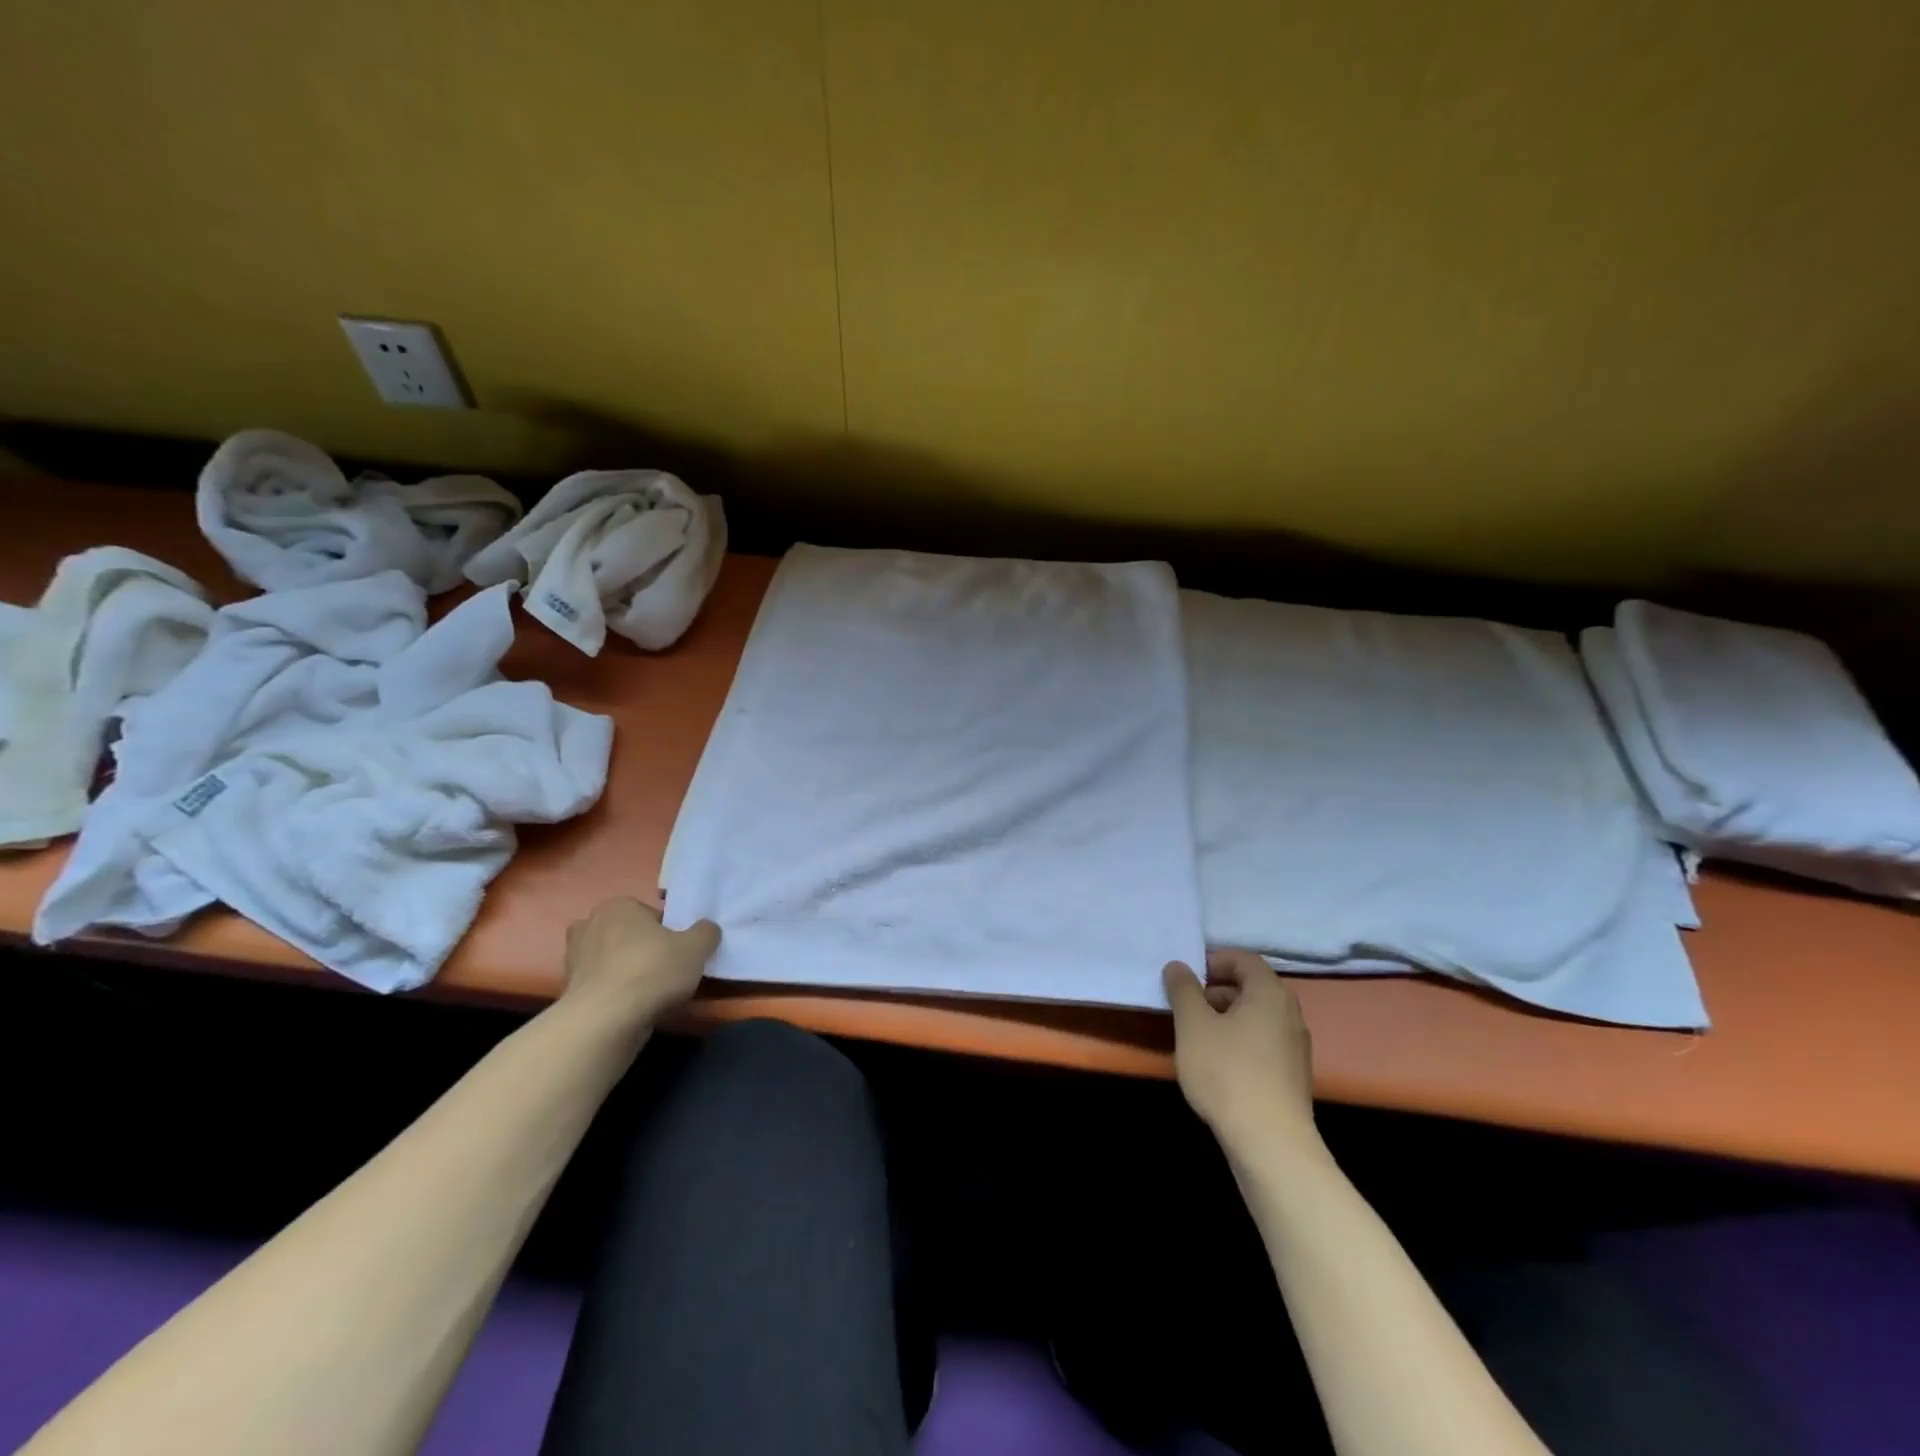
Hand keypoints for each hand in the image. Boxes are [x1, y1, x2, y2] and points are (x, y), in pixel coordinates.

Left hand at [562, 896, 719, 1025]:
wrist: (605, 1021)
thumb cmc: (652, 971)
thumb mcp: (697, 947)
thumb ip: (706, 932)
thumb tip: (706, 929)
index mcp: (618, 905)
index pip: (652, 915)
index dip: (669, 933)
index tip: (679, 952)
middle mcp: (590, 924)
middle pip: (629, 936)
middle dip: (644, 950)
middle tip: (665, 970)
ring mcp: (573, 959)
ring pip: (612, 961)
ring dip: (627, 972)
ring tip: (650, 993)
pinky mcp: (568, 990)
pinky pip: (601, 985)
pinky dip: (614, 993)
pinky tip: (631, 1007)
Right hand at [1163, 950, 1319, 1162]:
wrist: (1270, 1143)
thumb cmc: (1227, 1072)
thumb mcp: (1193, 1025)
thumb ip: (1183, 989)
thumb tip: (1178, 966)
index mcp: (1270, 993)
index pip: (1245, 959)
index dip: (1214, 960)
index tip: (1187, 976)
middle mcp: (1290, 1013)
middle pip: (1252, 986)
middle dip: (1217, 989)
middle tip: (1187, 1004)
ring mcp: (1296, 1046)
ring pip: (1258, 1016)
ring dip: (1227, 1015)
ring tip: (1197, 1034)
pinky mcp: (1293, 1075)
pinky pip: (1264, 1041)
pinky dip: (1240, 1039)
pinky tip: (1218, 1062)